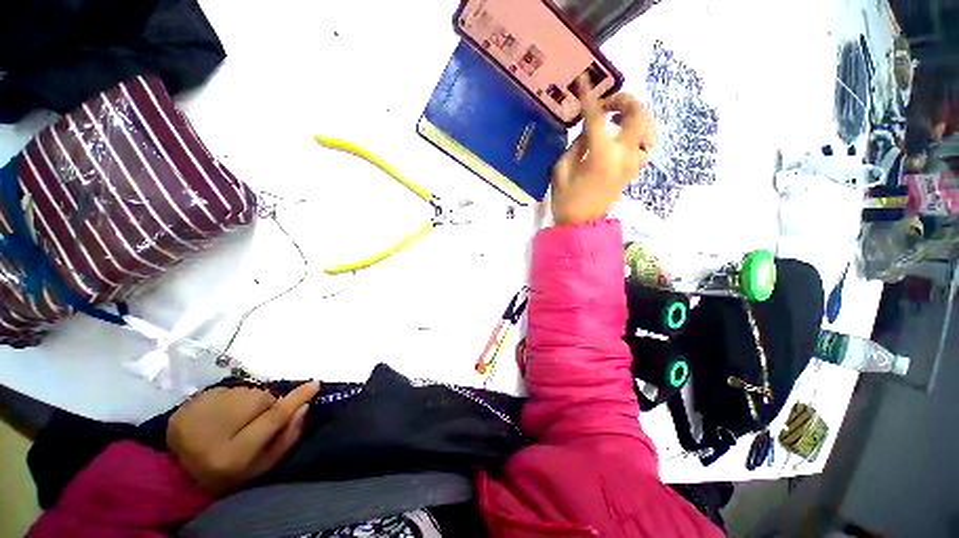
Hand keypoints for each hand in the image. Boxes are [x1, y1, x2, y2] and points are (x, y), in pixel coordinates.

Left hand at [167, 381, 319, 494]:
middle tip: (256, 419)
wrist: (181, 472)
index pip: (272, 418)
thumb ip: (287, 437)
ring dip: (250, 400)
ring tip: (236, 418)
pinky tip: (220, 413)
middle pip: (261, 399)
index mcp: (233, 455)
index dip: (296, 399)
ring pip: (246, 391)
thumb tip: (305, 406)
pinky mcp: (189, 403)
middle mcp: (214, 432)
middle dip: (267, 404)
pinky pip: (228, 389)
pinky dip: (232, 398)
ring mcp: (198, 414)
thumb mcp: (263, 465)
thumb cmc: (230, 473)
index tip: (315, 384)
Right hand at [551, 75, 655, 225]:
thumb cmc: (566, 200)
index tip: (584, 81)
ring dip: (634, 115)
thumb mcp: (561, 170)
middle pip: (638, 114)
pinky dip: (637, 132)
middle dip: (624, 100)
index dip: (589, 97)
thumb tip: (588, 130)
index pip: (597, 117)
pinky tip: (623, 134)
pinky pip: (644, 143)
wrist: (581, 224)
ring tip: (616, 117)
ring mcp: (633, 162)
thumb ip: (576, 144)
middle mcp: (624, 154)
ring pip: (647, 127)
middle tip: (607, 103)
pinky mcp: (634, 169)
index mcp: (601, 154)